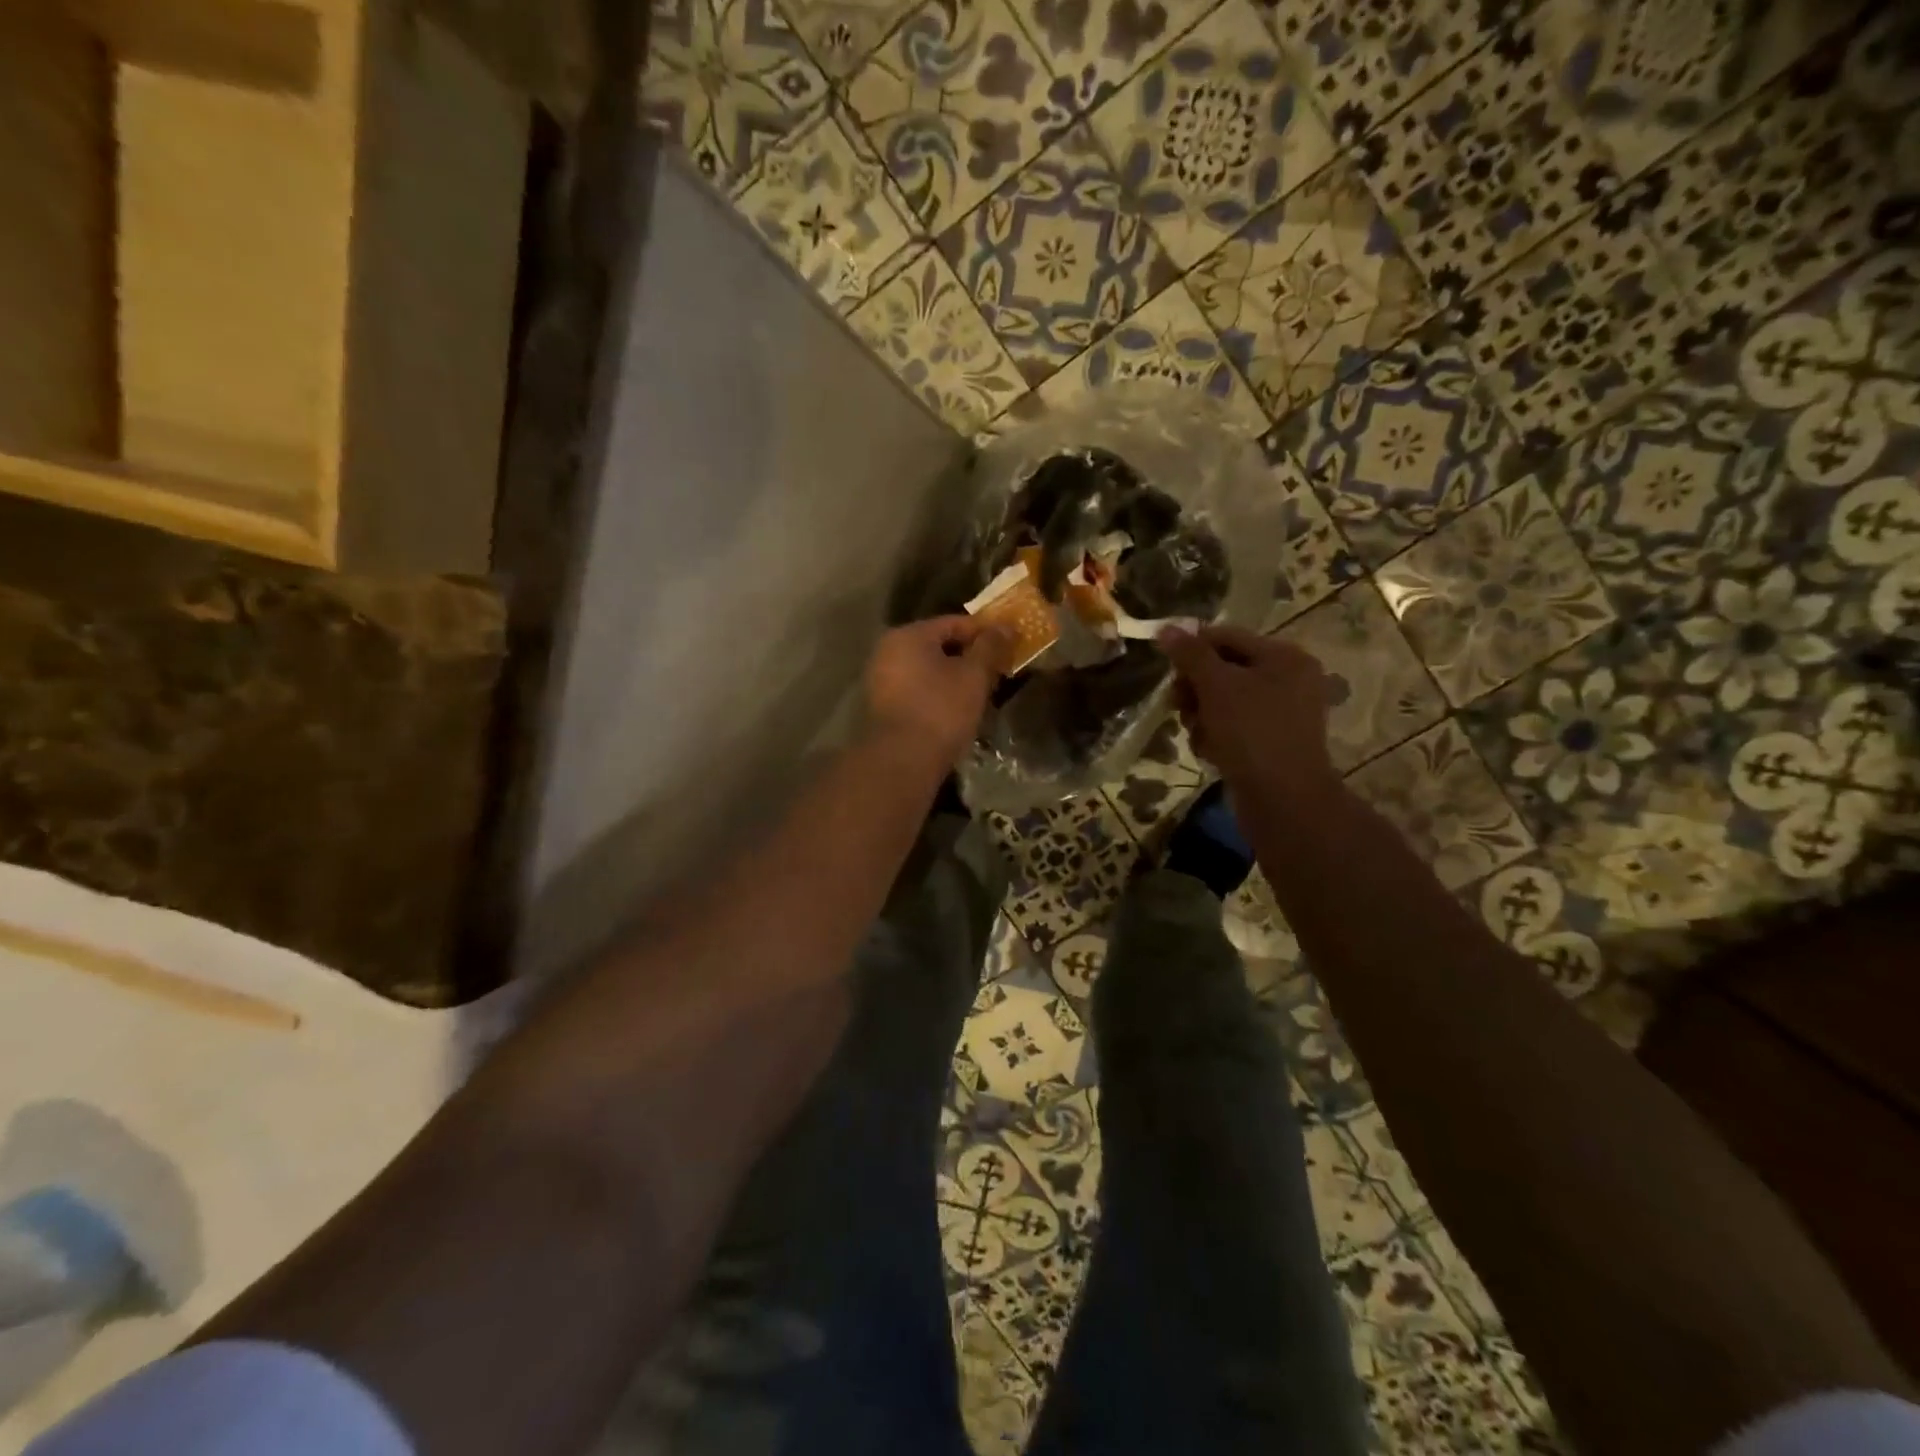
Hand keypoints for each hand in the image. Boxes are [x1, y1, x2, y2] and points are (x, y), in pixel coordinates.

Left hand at [865, 616, 1006, 767]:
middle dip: (969, 658)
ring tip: (980, 694)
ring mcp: (880, 681)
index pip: (954, 623)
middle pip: (938, 646)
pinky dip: (937, 696)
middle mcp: (887, 651)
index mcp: (908, 635)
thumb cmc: (940, 711)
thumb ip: (990, 647)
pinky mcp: (881, 709)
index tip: (1008, 646)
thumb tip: (1005, 626)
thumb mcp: (974, 676)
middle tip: (997, 672)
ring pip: (927, 671)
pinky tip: (956, 712)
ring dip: (953, 679)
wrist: (901, 762)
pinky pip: (916, 692)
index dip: (985, 633)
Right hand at [1158, 625, 1338, 804]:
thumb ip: (1191, 654)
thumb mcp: (1217, 686)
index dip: (1192, 649)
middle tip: (1178, 705)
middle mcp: (1288, 680)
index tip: (1166, 670)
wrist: (1284, 800)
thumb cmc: (1252, 733)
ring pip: (1223, 702)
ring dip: (1201, 715)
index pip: (1227, 637)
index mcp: (1284, 657)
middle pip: (1223, 670)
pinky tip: (1210, 751)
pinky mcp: (1270, 743)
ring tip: (1198, 734)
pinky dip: (1216, 736)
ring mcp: (1280, 714)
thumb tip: (1166, 628)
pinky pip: (1232, 727)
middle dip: (1195, 689)